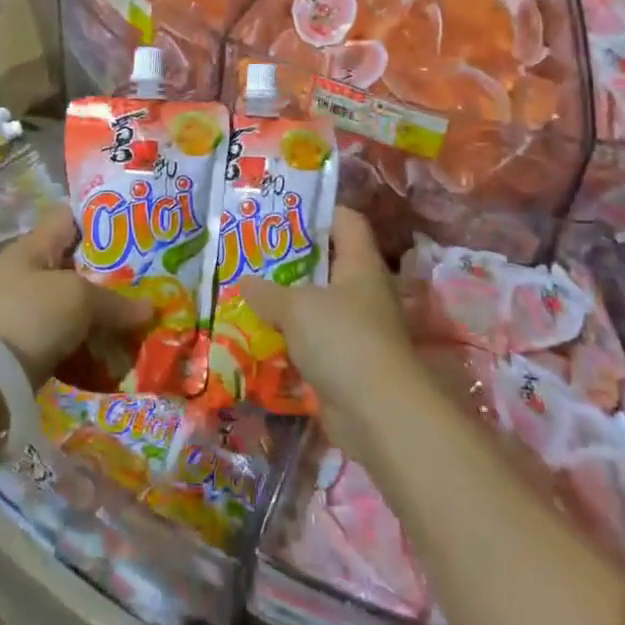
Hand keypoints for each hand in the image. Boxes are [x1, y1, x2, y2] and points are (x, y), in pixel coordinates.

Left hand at [0, 212, 146, 389]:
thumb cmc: (26, 318)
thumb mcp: (77, 299)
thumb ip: (115, 301)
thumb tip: (150, 309)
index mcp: (34, 248)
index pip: (69, 218)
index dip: (101, 218)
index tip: (138, 225)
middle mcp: (28, 276)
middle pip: (78, 267)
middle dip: (113, 275)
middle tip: (152, 280)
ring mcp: (26, 316)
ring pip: (75, 309)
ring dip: (104, 318)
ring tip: (143, 321)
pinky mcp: (27, 352)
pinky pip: (68, 344)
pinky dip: (90, 349)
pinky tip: (118, 356)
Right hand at [234, 207, 415, 410]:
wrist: (379, 413)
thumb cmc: (343, 339)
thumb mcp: (297, 308)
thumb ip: (268, 292)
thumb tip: (245, 282)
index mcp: (360, 263)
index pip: (346, 220)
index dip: (319, 211)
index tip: (283, 211)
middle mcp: (363, 291)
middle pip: (328, 263)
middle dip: (292, 260)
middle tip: (253, 254)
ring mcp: (358, 329)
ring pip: (319, 305)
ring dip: (288, 304)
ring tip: (249, 294)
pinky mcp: (348, 363)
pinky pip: (315, 342)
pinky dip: (292, 340)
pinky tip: (260, 337)